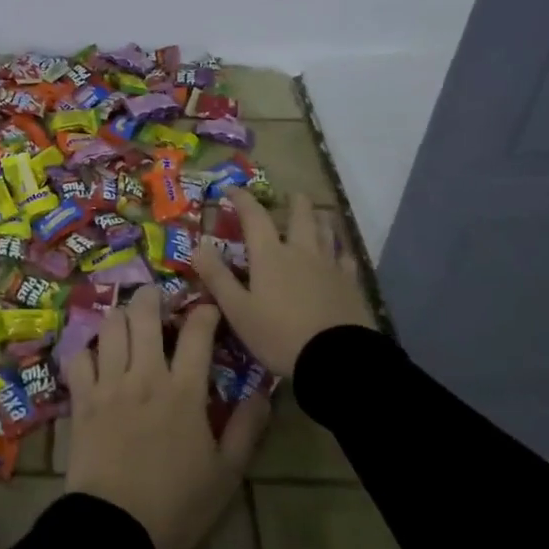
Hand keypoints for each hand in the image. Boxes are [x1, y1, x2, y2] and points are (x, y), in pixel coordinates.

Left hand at [61, 287, 270, 548]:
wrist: (117, 527)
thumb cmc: (177, 504)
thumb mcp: (226, 474)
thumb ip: (246, 429)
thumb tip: (264, 393)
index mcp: (184, 391)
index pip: (197, 333)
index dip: (205, 312)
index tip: (209, 308)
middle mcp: (146, 375)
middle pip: (144, 314)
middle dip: (152, 297)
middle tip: (158, 299)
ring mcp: (109, 383)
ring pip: (110, 326)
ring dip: (120, 317)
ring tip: (127, 323)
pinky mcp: (82, 398)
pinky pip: (78, 357)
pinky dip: (86, 350)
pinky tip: (95, 357)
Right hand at [192, 189, 373, 375]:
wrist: (336, 360)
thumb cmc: (279, 335)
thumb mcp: (238, 310)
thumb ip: (217, 277)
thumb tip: (198, 246)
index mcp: (270, 255)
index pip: (254, 216)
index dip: (242, 199)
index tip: (231, 189)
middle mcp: (301, 252)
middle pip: (301, 215)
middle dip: (294, 202)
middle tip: (290, 196)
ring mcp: (330, 266)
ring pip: (327, 231)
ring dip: (320, 219)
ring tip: (317, 215)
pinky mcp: (351, 284)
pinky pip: (346, 258)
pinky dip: (340, 251)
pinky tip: (340, 255)